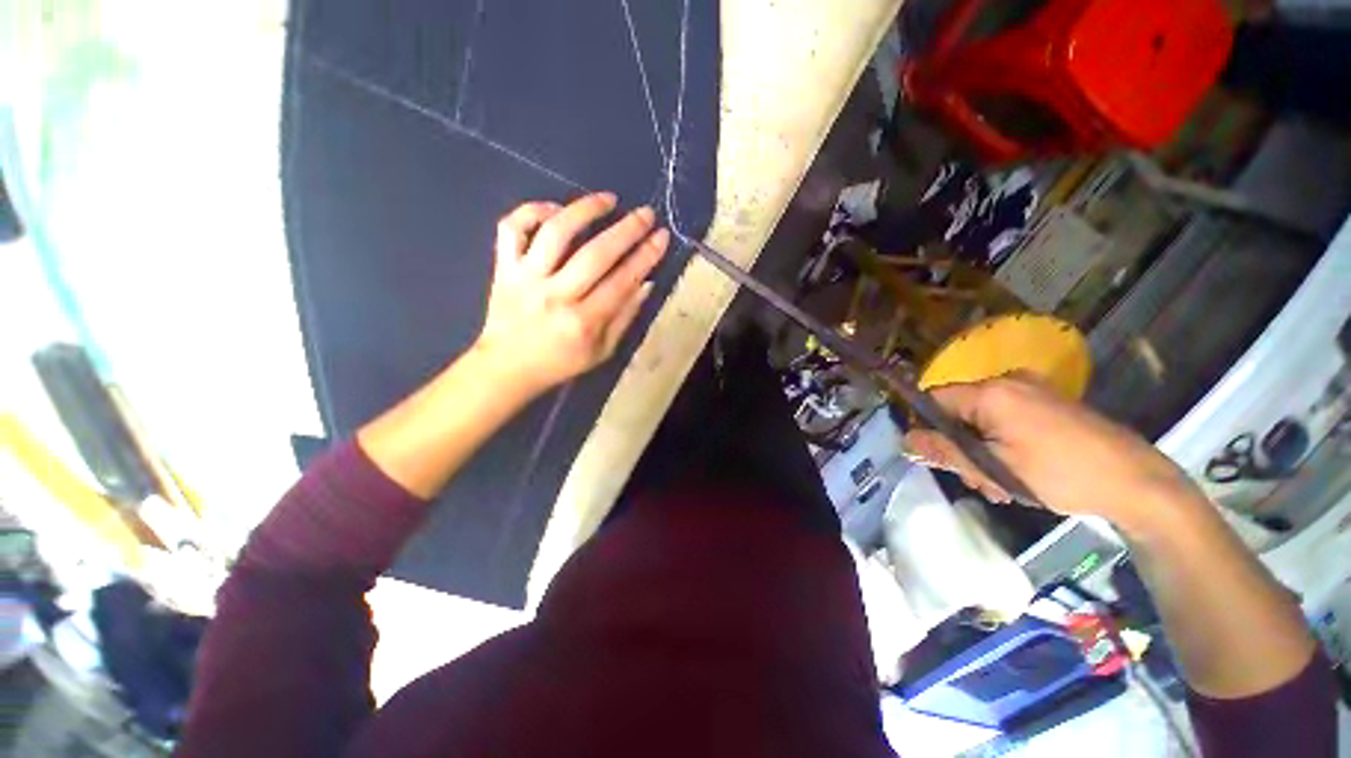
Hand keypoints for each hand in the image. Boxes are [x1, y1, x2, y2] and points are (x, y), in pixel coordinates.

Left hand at [474, 193, 669, 395]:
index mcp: (583, 322)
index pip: (622, 281)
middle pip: (596, 254)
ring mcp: (526, 278)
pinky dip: (532, 211)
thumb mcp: (602, 351)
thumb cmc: (561, 363)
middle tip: (646, 213)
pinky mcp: (503, 268)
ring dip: (585, 210)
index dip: (646, 256)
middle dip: (627, 230)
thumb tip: (646, 283)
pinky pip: (512, 229)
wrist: (507, 368)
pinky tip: (555, 209)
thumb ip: (625, 317)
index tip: (662, 236)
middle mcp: (556, 296)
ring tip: (608, 199)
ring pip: (555, 232)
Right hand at [904, 373, 1203, 534]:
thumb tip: (905, 440)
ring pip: (983, 418)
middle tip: (978, 483)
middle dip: (960, 447)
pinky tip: (1018, 472)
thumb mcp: (994, 468)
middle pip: (959, 411)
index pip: (934, 400)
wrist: (1138, 481)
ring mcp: (1033, 390)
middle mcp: (1009, 382)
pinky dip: (1003, 443)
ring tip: (1001, 486)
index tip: (936, 458)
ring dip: (982, 450)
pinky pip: (1008, 418)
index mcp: (991, 392)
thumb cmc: (1060, 473)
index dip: (926, 427)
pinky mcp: (1049, 403)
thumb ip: (945, 451)